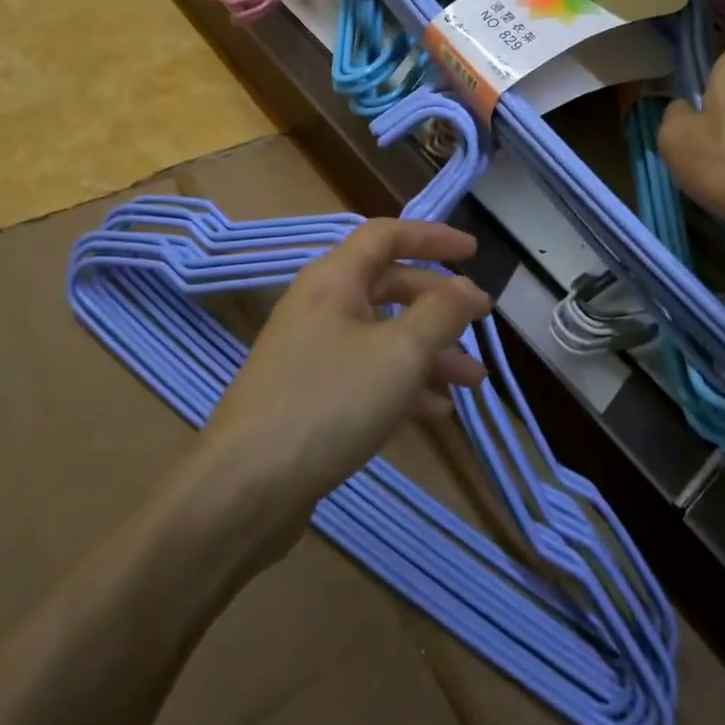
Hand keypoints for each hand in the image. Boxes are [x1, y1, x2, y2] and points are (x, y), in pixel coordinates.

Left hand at [201, 219, 491, 537]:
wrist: (244, 489)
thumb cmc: (328, 402)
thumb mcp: (399, 353)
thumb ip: (441, 314)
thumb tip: (468, 289)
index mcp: (334, 280)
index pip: (387, 235)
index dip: (433, 238)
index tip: (474, 252)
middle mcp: (321, 307)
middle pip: (389, 287)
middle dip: (438, 305)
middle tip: (480, 323)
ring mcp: (312, 353)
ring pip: (382, 336)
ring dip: (429, 352)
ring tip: (472, 380)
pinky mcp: (310, 396)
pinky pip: (367, 374)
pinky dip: (403, 384)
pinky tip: (437, 411)